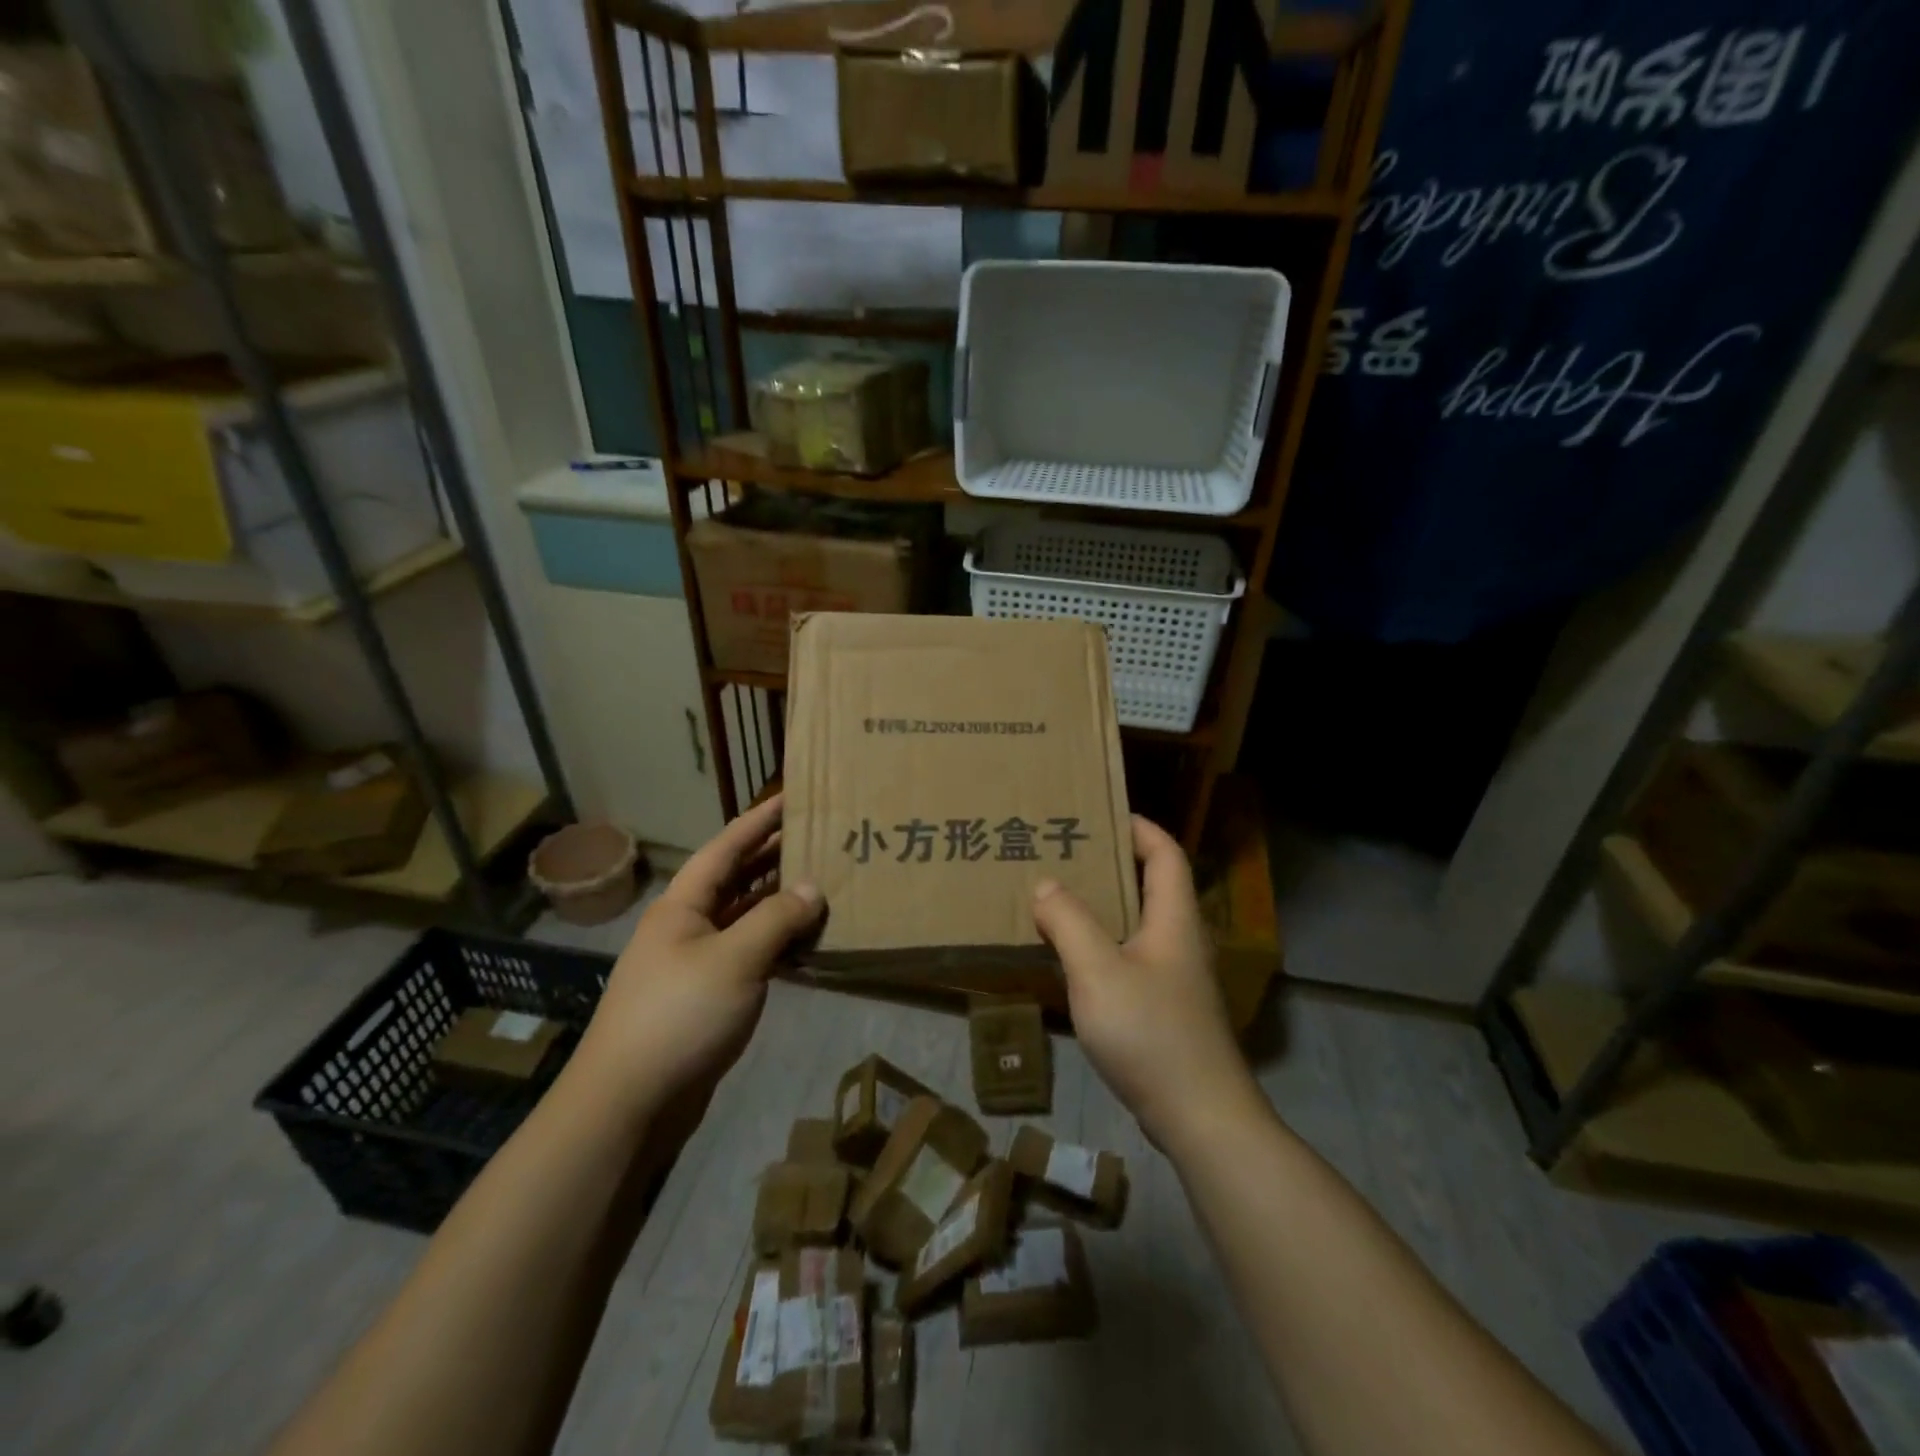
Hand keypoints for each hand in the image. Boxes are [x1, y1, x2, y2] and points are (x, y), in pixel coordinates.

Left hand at [577, 794, 822, 1116]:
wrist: (629, 1103)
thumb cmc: (679, 1016)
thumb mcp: (735, 959)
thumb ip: (777, 919)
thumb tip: (813, 889)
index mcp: (683, 904)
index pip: (727, 847)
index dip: (761, 819)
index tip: (794, 795)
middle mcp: (687, 924)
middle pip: (736, 878)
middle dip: (774, 856)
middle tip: (820, 836)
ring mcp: (696, 961)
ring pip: (744, 917)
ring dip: (779, 901)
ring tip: (823, 882)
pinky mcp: (707, 995)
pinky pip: (748, 953)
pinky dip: (776, 943)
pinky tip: (806, 941)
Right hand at [1032, 815, 1262, 1151]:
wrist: (1199, 1116)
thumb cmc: (1151, 1032)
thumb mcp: (1098, 971)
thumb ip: (1069, 922)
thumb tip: (1046, 884)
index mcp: (1173, 918)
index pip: (1165, 853)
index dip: (1139, 827)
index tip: (1100, 814)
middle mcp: (1180, 939)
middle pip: (1152, 885)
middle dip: (1111, 863)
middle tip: (1065, 854)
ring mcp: (1176, 977)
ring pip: (1139, 923)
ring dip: (1103, 905)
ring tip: (1059, 897)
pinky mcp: (1166, 1008)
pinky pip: (1131, 957)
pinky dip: (1103, 943)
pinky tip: (1072, 956)